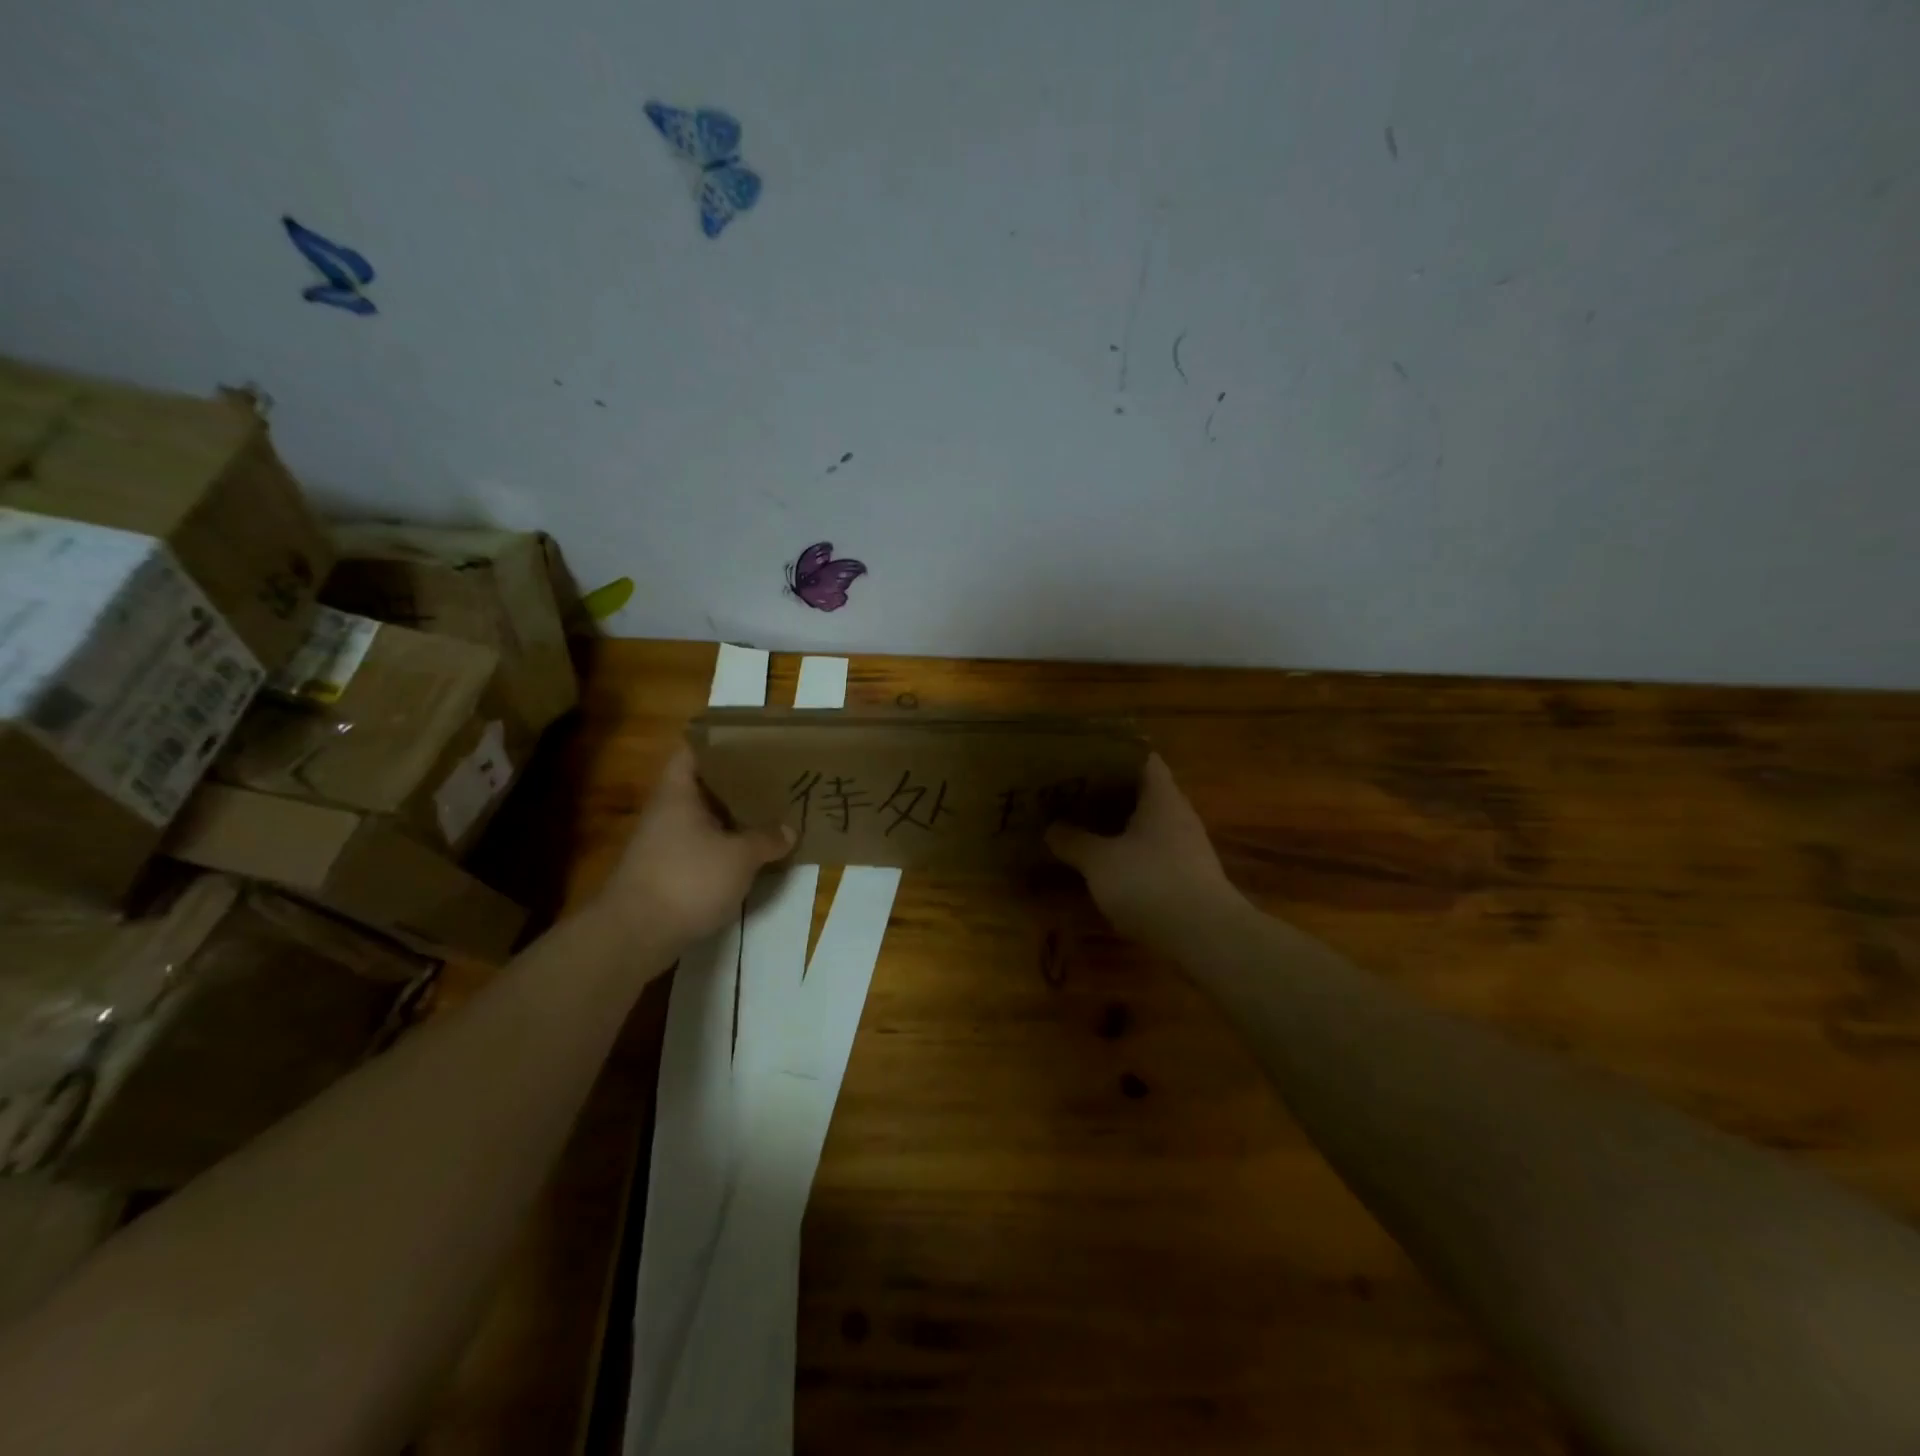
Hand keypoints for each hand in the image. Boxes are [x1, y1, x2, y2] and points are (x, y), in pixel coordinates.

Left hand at [597, 748, 793, 945]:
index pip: (694, 749)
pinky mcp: (667, 871)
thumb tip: (790, 830)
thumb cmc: (687, 879)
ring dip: (733, 816)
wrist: (635, 935)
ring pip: (704, 817)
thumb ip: (767, 839)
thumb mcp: (739, 857)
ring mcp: (664, 842)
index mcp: (679, 792)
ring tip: (770, 811)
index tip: (754, 741)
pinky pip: (702, 846)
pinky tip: (751, 851)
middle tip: (774, 776)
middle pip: (704, 784)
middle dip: (737, 781)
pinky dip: (725, 845)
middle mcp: (668, 810)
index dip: (722, 741)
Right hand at [1046, 755, 1238, 942]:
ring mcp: (1188, 847)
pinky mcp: (1189, 877)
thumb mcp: (1099, 862)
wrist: (1205, 937)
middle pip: (1143, 792)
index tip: (1083, 759)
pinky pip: (1154, 852)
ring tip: (1083, 826)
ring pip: (1148, 824)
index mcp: (1162, 797)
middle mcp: (1179, 815)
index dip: (1113, 754)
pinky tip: (1107, 864)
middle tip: (1072, 793)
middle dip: (1109, 792)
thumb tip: (1051, 828)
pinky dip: (1130, 852)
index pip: (1142, 758)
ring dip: (1119, 825)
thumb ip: (1073, 841)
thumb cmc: (1150, 883)